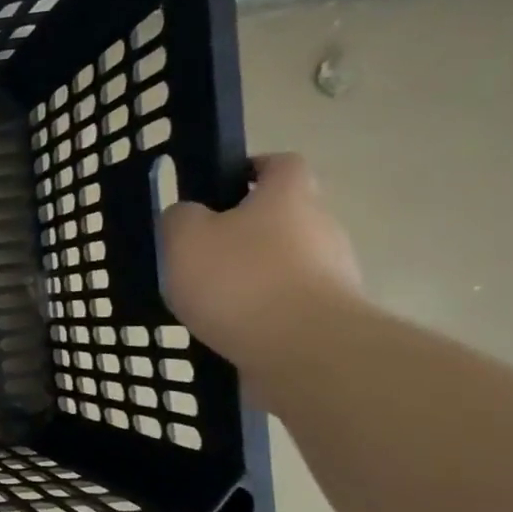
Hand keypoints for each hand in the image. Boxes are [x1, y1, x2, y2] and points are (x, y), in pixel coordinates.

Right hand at [160, 153, 363, 369]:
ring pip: (286, 261)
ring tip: (211, 300)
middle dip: (246, 231)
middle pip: (283, 215)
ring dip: (254, 274)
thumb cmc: (238, 279)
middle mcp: (320, 225)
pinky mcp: (329, 313)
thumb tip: (188, 215)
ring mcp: (333, 271)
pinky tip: (231, 328)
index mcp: (287, 196)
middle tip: (203, 253)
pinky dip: (262, 310)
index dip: (251, 170)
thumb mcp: (184, 238)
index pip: (281, 164)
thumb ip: (180, 218)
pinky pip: (288, 301)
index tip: (219, 189)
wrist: (301, 347)